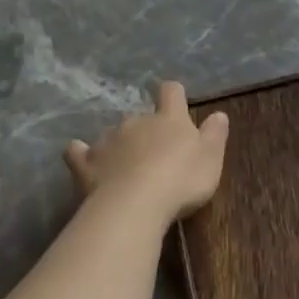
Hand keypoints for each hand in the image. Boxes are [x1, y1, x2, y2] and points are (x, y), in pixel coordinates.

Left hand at [65, 82, 228, 223]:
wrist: (135, 205)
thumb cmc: (182, 180)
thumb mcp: (212, 159)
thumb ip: (215, 134)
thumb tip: (218, 114)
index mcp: (170, 119)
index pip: (171, 93)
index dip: (174, 95)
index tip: (176, 101)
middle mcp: (136, 122)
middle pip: (141, 116)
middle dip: (147, 130)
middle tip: (157, 153)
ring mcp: (108, 140)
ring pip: (114, 133)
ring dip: (121, 144)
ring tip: (127, 167)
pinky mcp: (85, 162)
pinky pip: (79, 151)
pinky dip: (83, 154)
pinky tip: (86, 161)